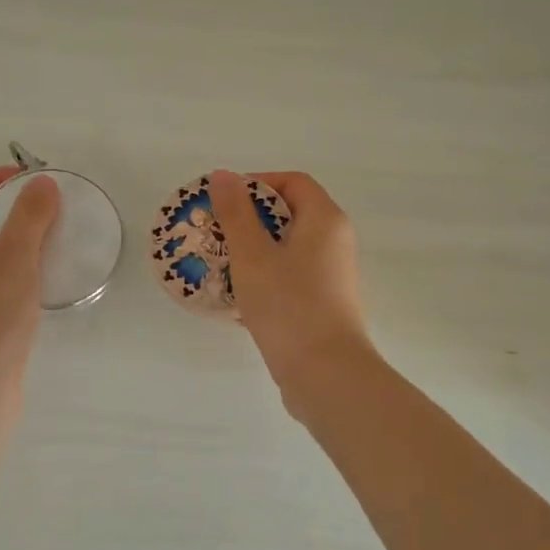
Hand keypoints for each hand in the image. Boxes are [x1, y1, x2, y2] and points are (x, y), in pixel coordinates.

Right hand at [209, 169, 373, 401]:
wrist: (326, 374)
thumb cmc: (288, 305)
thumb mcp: (253, 255)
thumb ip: (236, 213)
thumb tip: (224, 175)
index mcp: (325, 219)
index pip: (292, 182)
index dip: (256, 184)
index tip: (223, 201)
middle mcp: (335, 241)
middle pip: (289, 215)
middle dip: (248, 220)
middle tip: (214, 234)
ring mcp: (331, 275)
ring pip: (287, 249)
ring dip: (253, 252)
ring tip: (218, 265)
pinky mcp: (324, 304)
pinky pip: (290, 278)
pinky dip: (264, 279)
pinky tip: (236, 298)